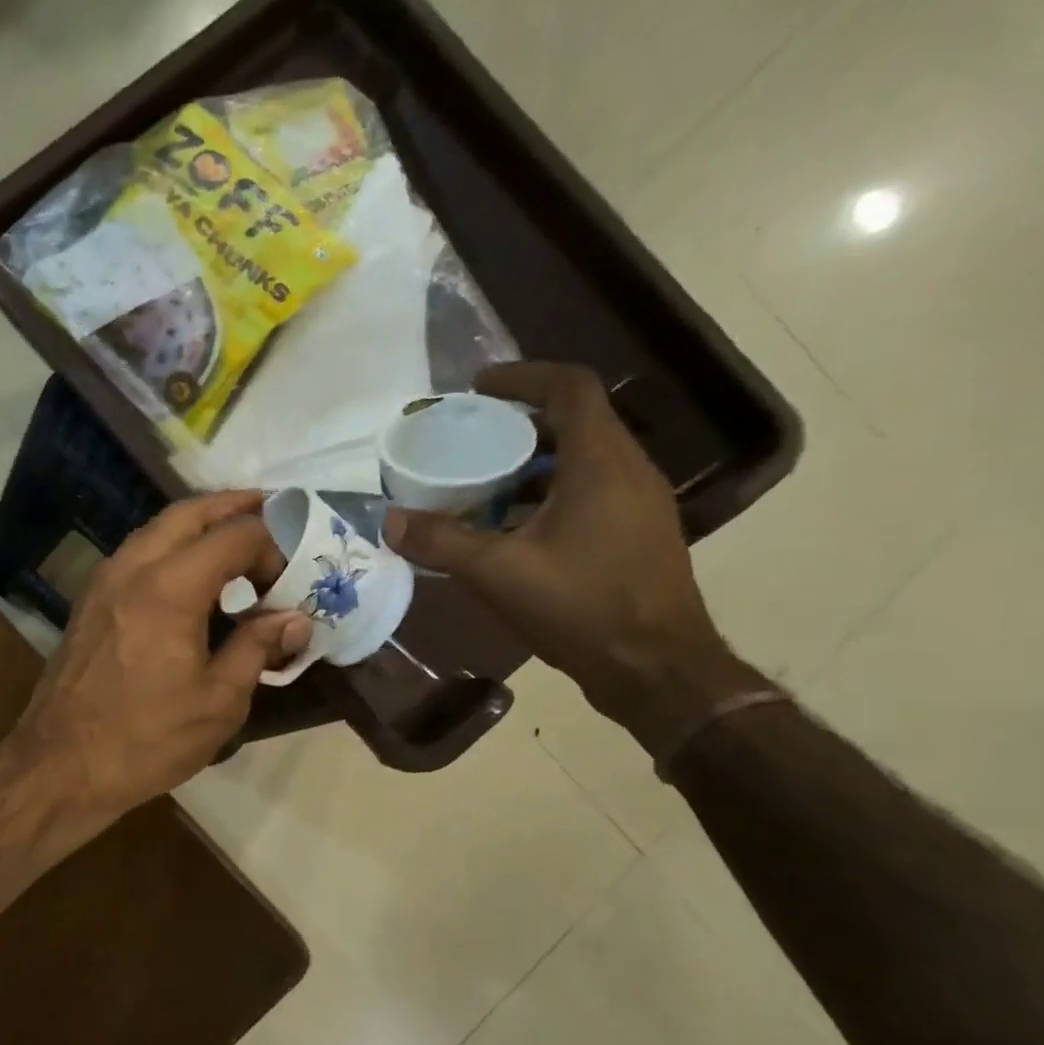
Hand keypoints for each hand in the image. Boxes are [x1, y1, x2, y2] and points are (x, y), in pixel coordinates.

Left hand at [6, 490, 310, 815]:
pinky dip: (170, 548)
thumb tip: (295, 620)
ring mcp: (103, 582)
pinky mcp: (88, 602)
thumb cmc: (145, 740)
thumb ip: (258, 649)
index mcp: (169, 588)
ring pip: (156, 529)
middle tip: (271, 514)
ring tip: (235, 541)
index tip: (290, 576)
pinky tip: (191, 575)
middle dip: (234, 507)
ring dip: (198, 525)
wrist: (60, 766)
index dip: (271, 544)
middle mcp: (132, 568)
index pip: (234, 535)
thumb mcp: (218, 702)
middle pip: (188, 512)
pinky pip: (136, 554)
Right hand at [384, 362, 767, 751]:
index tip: (477, 388)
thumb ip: (441, 542)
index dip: (522, 377)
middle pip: (574, 422)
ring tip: (479, 483)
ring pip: (581, 460)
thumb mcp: (499, 572)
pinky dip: (545, 494)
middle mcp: (628, 471)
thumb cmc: (582, 607)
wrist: (655, 668)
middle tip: (467, 439)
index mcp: (601, 463)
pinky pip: (588, 492)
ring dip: (529, 463)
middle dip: (517, 423)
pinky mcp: (635, 534)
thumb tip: (388, 520)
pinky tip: (509, 529)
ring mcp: (638, 504)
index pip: (569, 388)